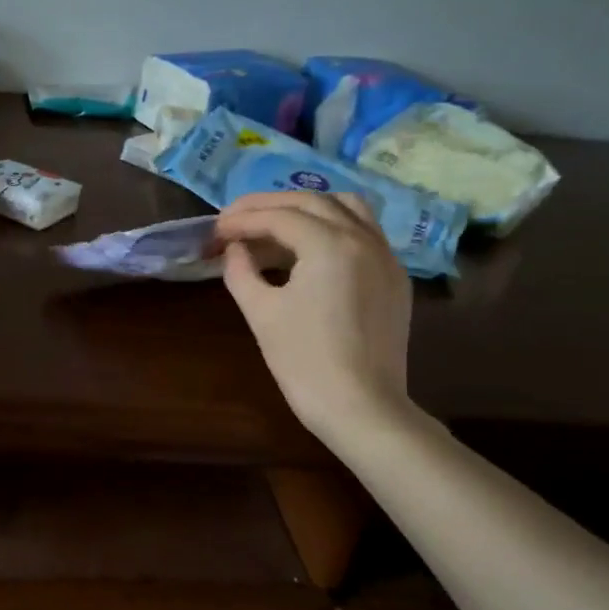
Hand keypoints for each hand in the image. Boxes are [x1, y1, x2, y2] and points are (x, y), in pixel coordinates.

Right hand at [216, 191, 414, 442]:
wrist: (361, 408)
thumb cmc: (304, 362)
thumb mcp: (261, 313)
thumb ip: (241, 271)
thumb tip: (235, 250)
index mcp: (331, 245)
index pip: (279, 216)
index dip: (241, 220)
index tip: (214, 230)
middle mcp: (364, 239)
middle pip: (312, 201)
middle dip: (269, 206)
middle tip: (234, 220)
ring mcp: (386, 257)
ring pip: (346, 208)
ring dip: (306, 208)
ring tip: (274, 225)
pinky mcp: (394, 278)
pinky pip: (364, 232)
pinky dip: (332, 227)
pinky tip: (308, 250)